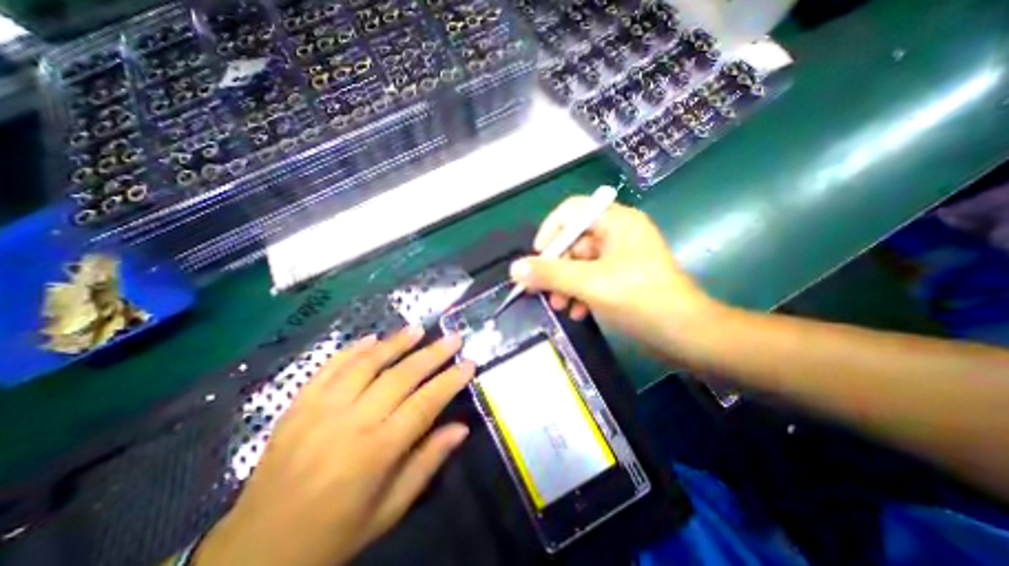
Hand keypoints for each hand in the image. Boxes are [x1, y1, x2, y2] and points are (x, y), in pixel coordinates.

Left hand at [192, 327, 478, 564]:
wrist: (254, 554)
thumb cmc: (335, 534)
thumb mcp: (390, 509)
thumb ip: (428, 462)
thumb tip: (461, 428)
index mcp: (376, 451)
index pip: (425, 403)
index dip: (450, 380)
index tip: (469, 363)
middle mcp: (351, 422)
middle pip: (401, 376)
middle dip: (432, 353)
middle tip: (453, 337)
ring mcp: (320, 409)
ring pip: (366, 363)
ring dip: (395, 342)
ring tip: (418, 328)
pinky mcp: (298, 405)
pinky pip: (329, 368)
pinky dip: (352, 349)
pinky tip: (372, 338)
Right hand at [513, 198, 716, 357]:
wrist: (686, 335)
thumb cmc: (640, 300)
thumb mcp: (590, 284)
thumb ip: (550, 274)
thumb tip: (515, 268)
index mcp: (616, 222)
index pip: (571, 211)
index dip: (550, 231)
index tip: (538, 258)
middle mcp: (618, 234)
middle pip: (573, 240)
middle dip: (556, 267)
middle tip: (541, 290)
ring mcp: (620, 257)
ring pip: (580, 263)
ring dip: (565, 284)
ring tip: (559, 306)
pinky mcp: (622, 277)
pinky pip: (591, 278)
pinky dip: (580, 293)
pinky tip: (577, 312)